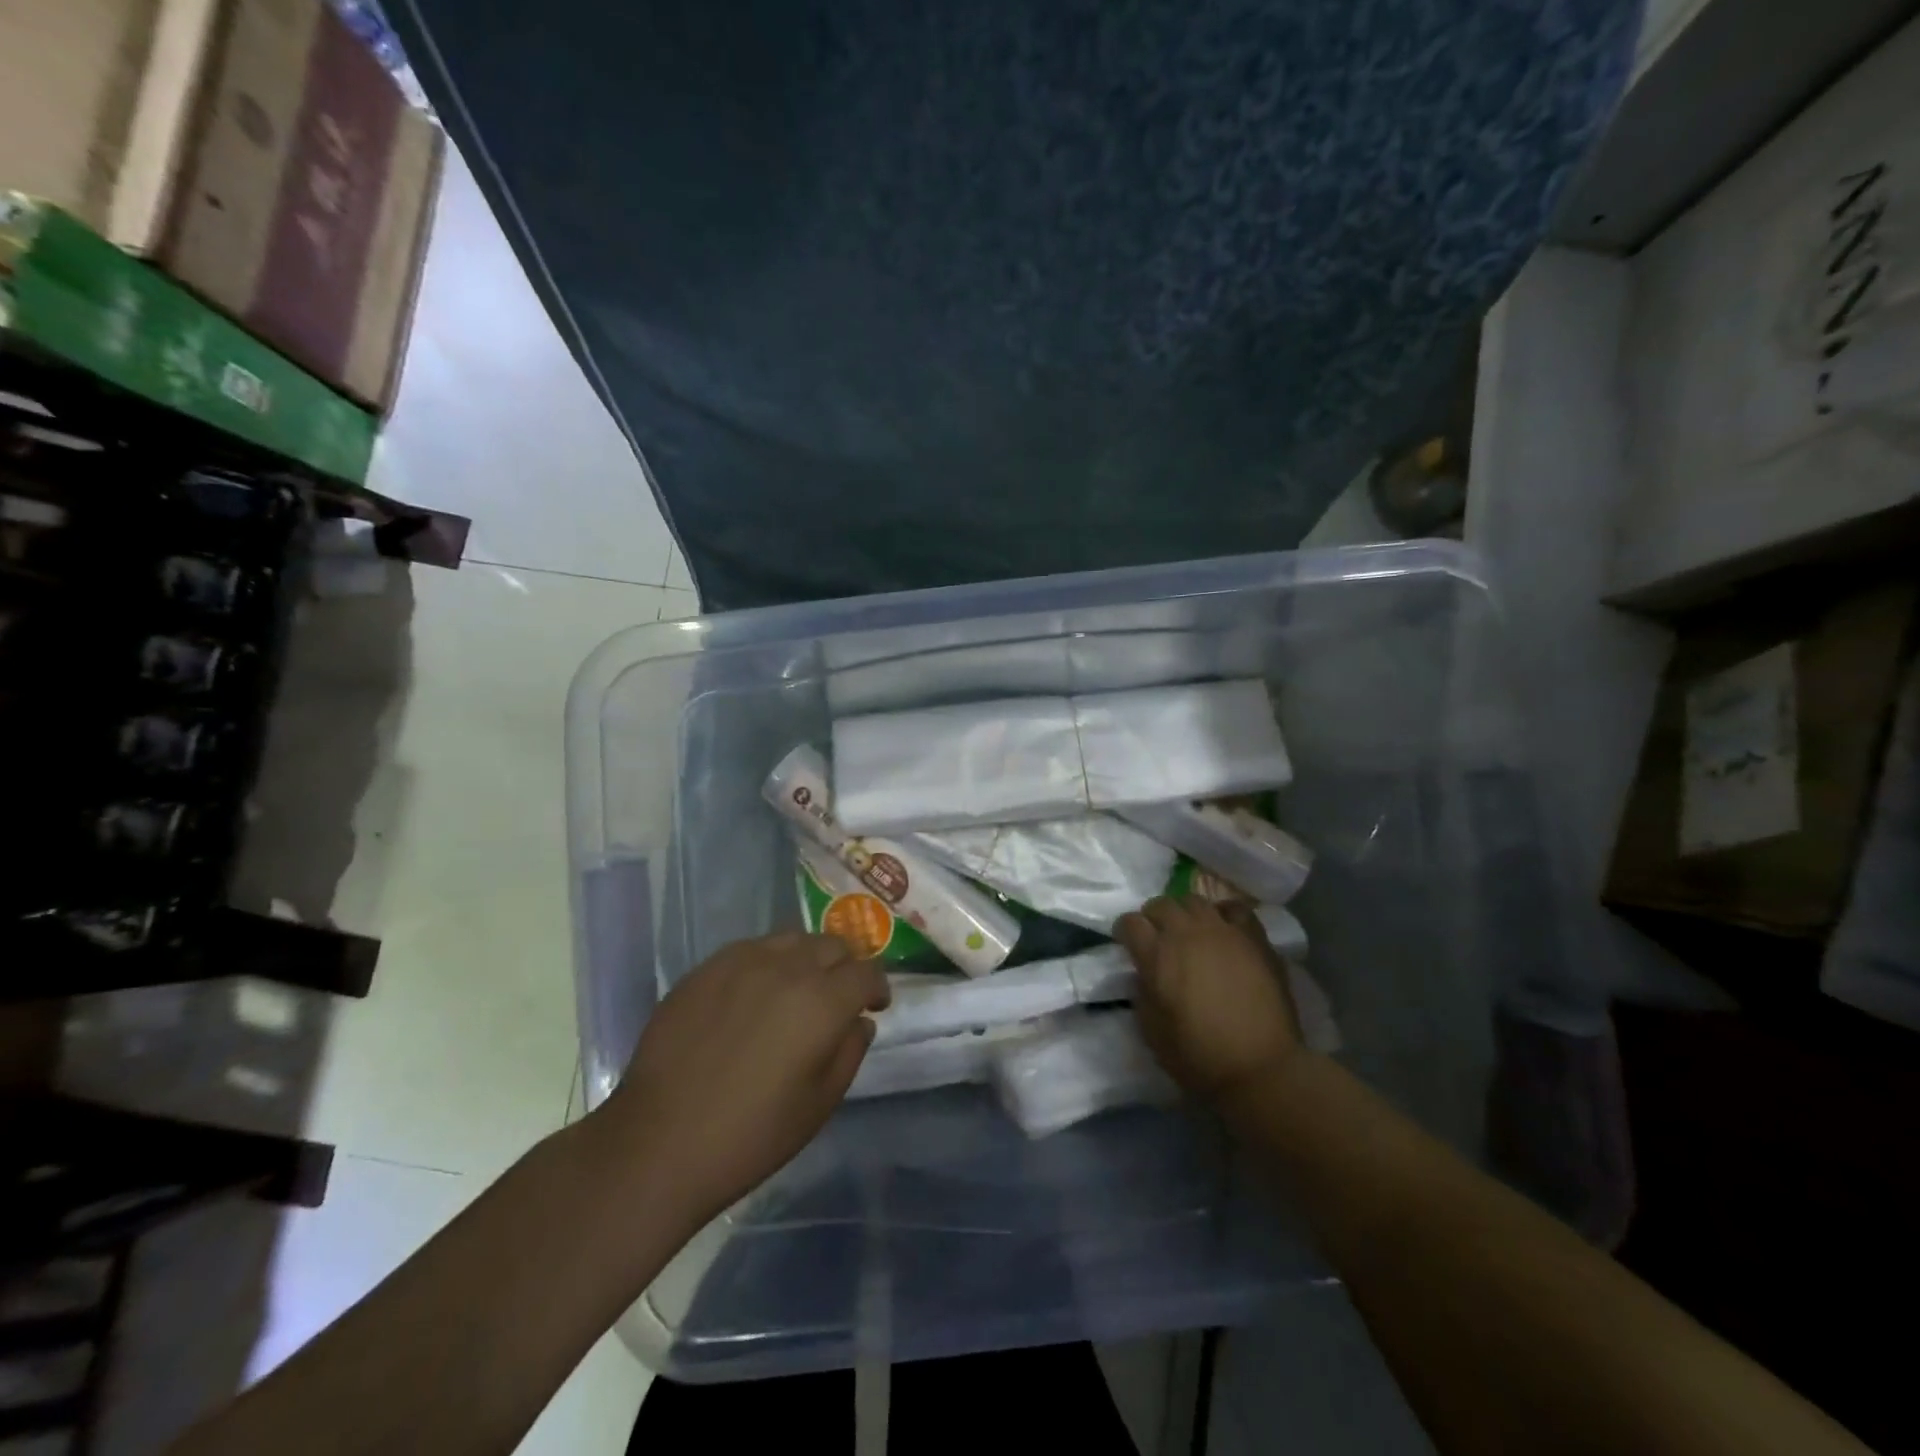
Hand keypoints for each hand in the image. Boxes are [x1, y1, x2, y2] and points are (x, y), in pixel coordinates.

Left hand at [594, 932, 889, 1226]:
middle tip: (839, 995)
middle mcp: (787, 967)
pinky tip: (754, 993)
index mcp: (822, 1001)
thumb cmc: (751, 1135)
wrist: (659, 1142)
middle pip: (833, 945)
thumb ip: (849, 1052)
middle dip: (845, 966)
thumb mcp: (819, 1104)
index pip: (867, 971)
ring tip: (797, 988)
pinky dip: (767, 962)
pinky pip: (751, 949)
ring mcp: (742, 962)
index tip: (875, 1004)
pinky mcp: (706, 968)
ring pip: (792, 939)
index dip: (877, 986)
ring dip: (807, 958)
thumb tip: (859, 1021)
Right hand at [1116, 897, 1301, 1102]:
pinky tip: (1224, 929)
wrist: (1262, 1068)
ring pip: (1195, 901)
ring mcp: (1223, 931)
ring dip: (1185, 913)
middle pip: (1161, 904)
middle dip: (1153, 916)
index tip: (1126, 942)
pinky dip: (1223, 913)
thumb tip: (1144, 975)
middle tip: (1156, 935)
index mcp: (1156, 955)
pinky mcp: (1254, 938)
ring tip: (1190, 930)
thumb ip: (1142, 994)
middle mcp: (1186, 934)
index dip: (1125, 930)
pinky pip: (1235, 909)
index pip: (1130, 922)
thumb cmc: (1200, 1057)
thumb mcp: (1152, 1032)